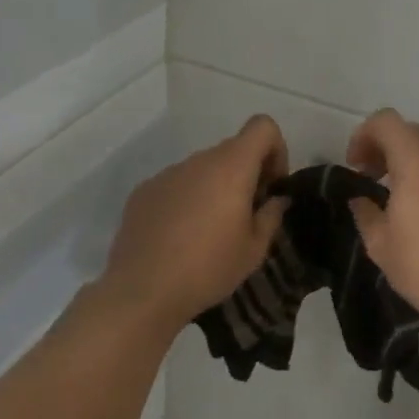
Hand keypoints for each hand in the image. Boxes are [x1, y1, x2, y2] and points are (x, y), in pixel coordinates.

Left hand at [97, 115, 289, 332]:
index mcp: (231, 167)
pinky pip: (177, 185)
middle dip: (247, 174)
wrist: (141, 292)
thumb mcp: (255, 249)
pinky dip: (188, 200)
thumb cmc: (208, 269)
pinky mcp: (143, 191)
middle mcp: (198, 161)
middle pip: (233, 150)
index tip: (271, 186)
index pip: (262, 127)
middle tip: (246, 215)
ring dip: (216, 188)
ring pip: (203, 169)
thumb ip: (272, 215)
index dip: (276, 150)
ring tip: (210, 231)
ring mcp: (167, 174)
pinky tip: (180, 237)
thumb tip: (276, 199)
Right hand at [345, 108, 418, 331]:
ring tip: (403, 204)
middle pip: (412, 135)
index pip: (386, 121)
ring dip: (414, 167)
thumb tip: (361, 199)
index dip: (364, 135)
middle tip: (373, 181)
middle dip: (387, 150)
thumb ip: (365, 212)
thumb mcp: (380, 244)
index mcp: (416, 161)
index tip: (356, 167)